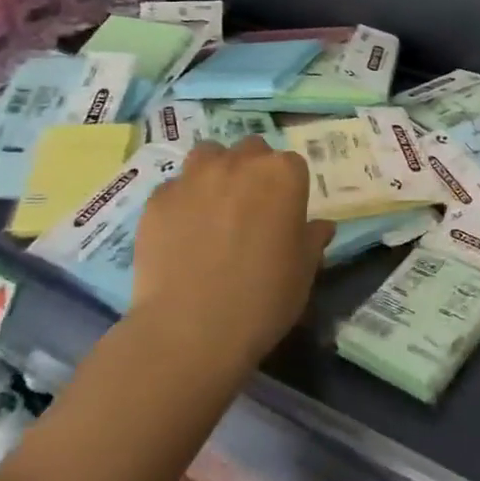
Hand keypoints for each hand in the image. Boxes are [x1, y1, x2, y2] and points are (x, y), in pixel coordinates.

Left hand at [130, 137, 332, 363]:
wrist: (191, 329)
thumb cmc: (263, 299)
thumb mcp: (303, 272)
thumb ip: (312, 240)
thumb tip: (320, 226)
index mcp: (283, 175)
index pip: (292, 165)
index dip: (288, 189)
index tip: (284, 215)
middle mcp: (239, 163)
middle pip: (251, 151)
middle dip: (252, 171)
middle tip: (250, 209)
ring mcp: (194, 177)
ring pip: (208, 155)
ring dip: (215, 172)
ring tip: (213, 207)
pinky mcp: (158, 198)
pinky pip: (174, 187)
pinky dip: (181, 201)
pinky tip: (181, 232)